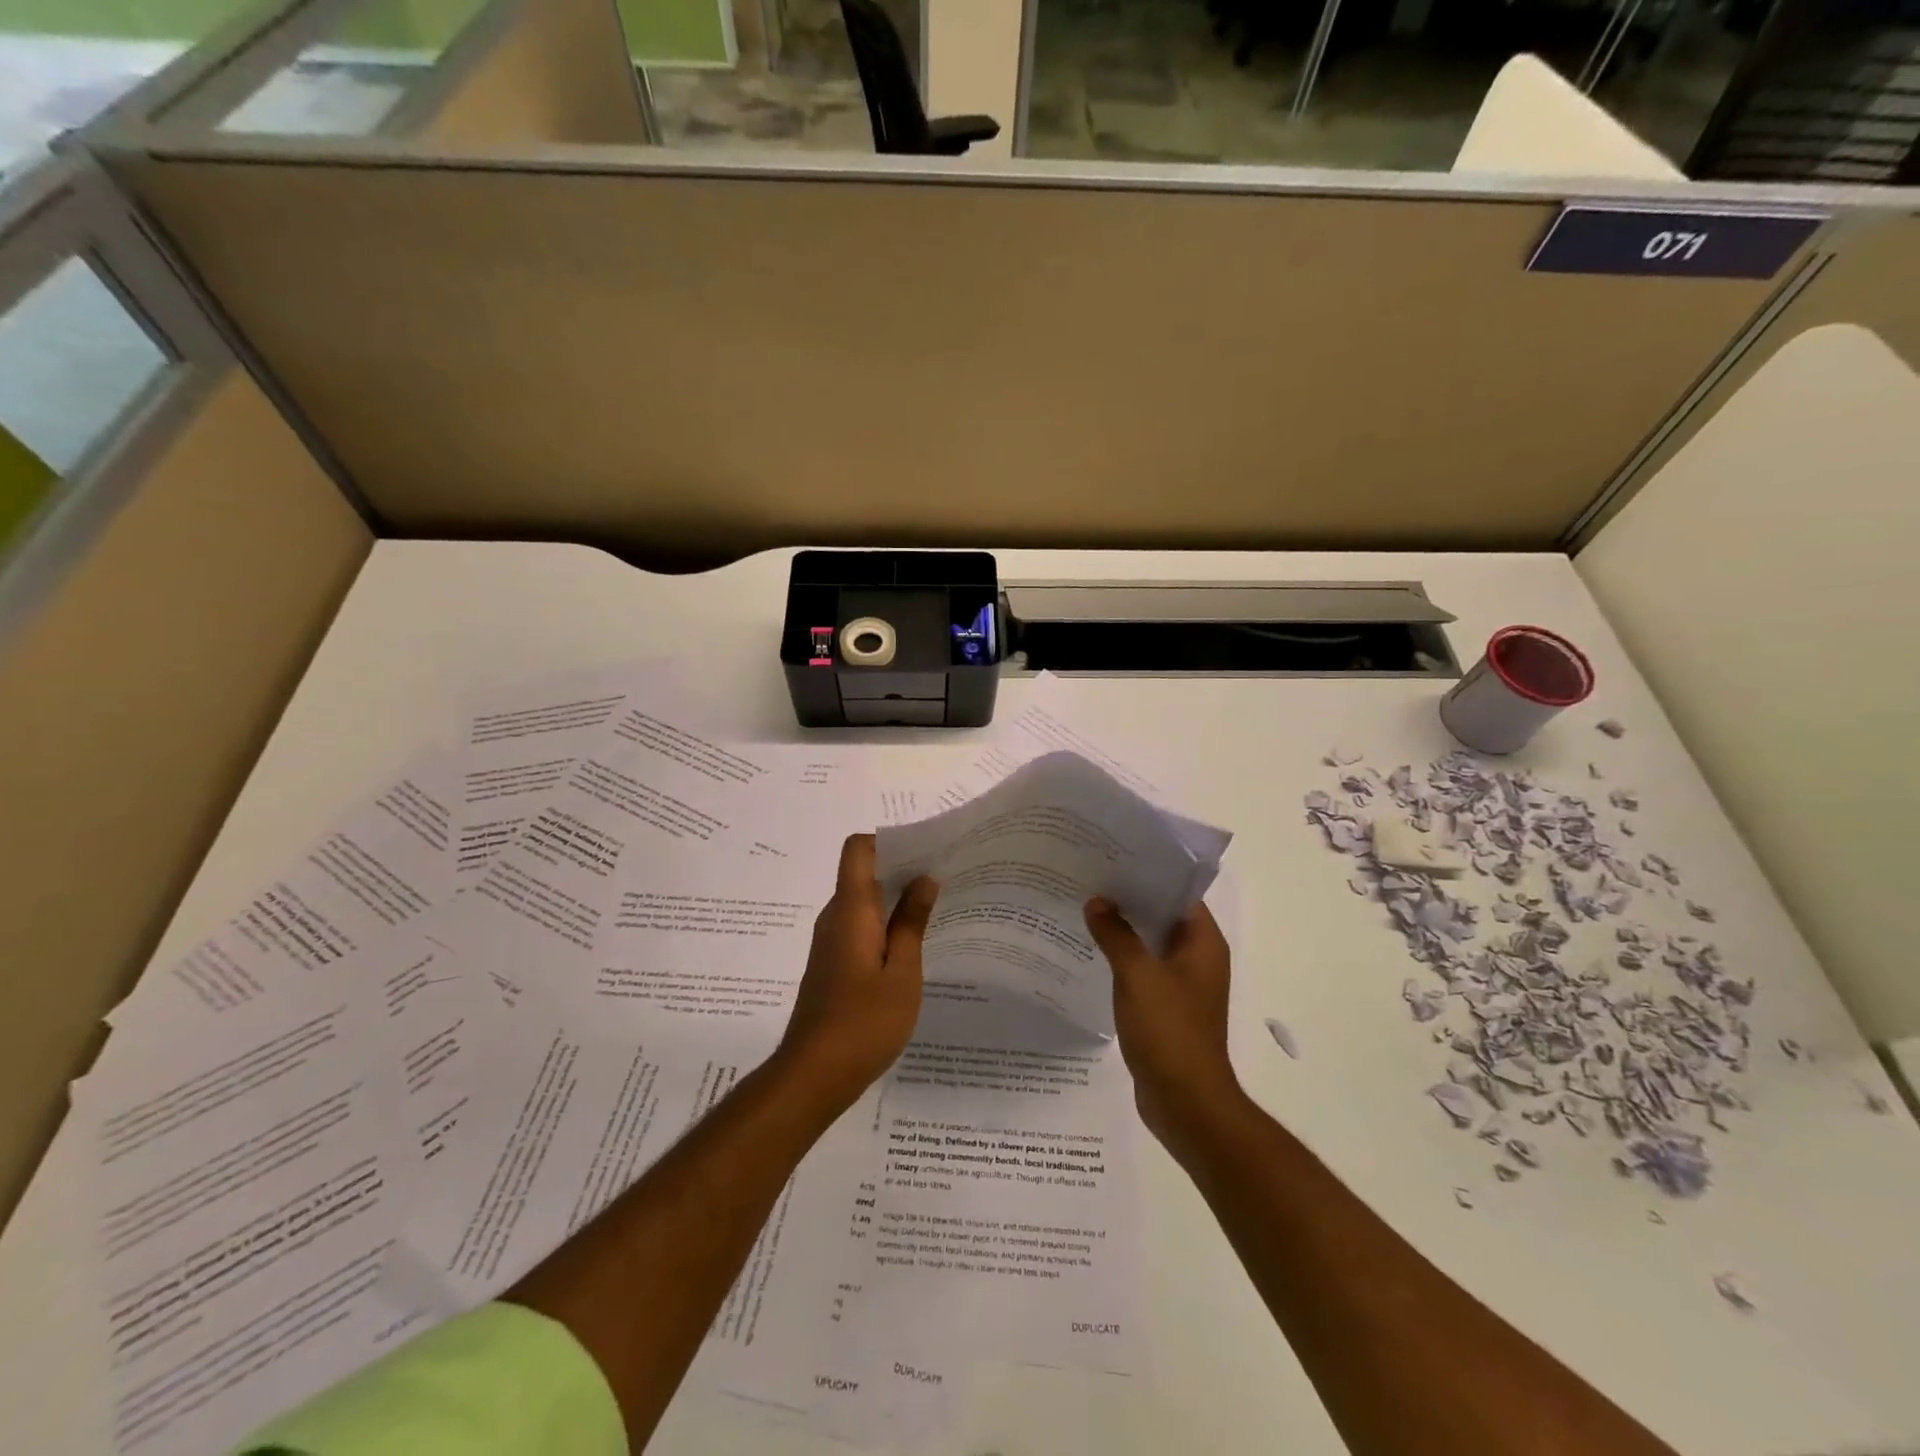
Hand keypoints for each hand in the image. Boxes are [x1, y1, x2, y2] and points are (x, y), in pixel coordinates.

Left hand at [777, 834, 938, 1115]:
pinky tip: (910, 949)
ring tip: (934, 913)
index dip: (889, 841)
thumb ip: (911, 922)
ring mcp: (829, 942)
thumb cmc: (863, 1022)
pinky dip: (883, 925)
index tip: (925, 853)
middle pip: (862, 873)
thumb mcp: (902, 972)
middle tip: (943, 881)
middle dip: (901, 870)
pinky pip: (858, 927)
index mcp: (851, 910)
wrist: (812, 1075)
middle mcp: (834, 917)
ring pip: (862, 902)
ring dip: (894, 900)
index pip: (858, 849)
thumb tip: (924, 878)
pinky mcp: (830, 964)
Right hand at [1084, 898, 1243, 1156]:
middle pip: (1163, 916)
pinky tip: (1090, 949)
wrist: (1185, 1103)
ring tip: (1084, 905)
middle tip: (1091, 876)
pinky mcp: (1165, 1006)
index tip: (1115, 856)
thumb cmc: (1169, 1031)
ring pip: (1150, 943)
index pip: (1179, 893)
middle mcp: (1197, 959)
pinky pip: (1142, 969)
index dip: (1149, 873)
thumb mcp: (1138, 975)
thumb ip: (1116, 935)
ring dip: (1123, 929)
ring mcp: (1182, 984)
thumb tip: (1097, 901)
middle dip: (1130, 899)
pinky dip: (1122, 957)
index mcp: (1203, 944)